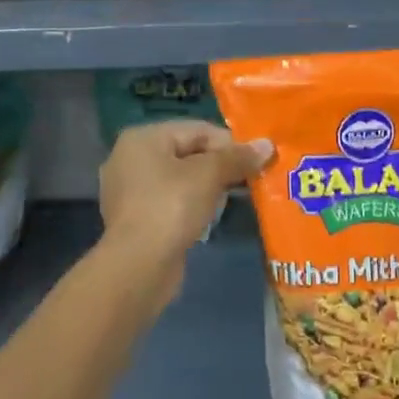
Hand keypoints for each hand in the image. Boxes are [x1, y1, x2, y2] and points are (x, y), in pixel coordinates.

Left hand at [97, 121, 271, 302]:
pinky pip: (172, 201)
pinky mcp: (136, 219)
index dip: (230, 143)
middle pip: (188, 152)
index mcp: (143, 138)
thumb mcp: (208, 176)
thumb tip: (267, 145)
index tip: (256, 161)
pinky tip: (211, 216)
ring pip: (181, 179)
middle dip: (221, 165)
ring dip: (209, 186)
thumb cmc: (171, 208)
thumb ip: (237, 158)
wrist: (137, 268)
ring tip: (236, 197)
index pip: (197, 130)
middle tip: (251, 179)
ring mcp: (131, 191)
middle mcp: (131, 158)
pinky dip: (193, 204)